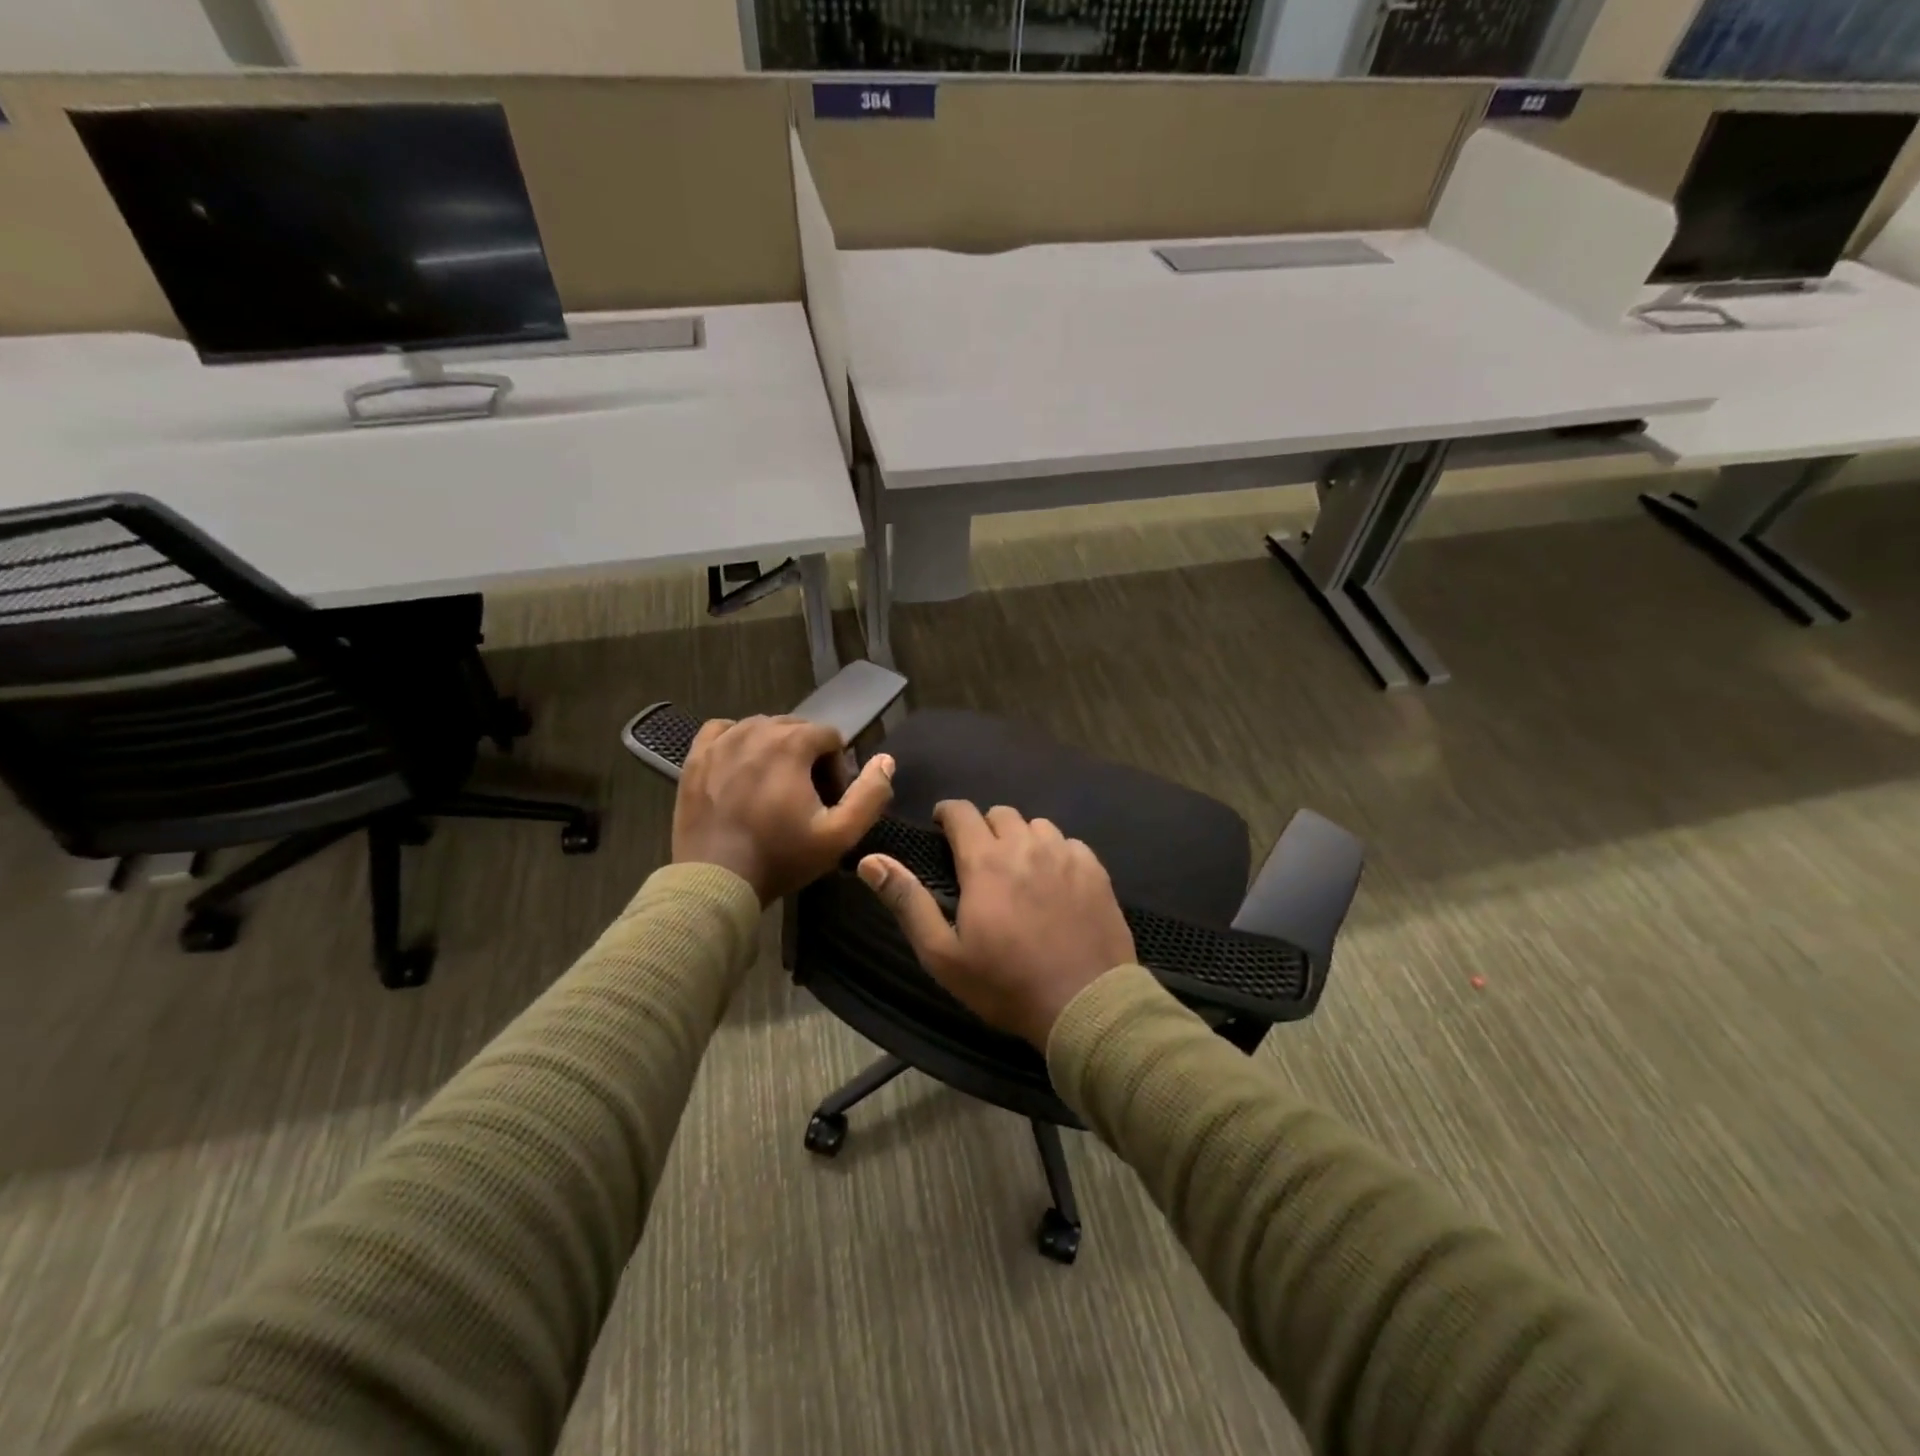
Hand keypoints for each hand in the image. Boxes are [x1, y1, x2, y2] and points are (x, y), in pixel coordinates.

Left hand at [673, 716, 894, 904]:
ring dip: (775, 749)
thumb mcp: (840, 835)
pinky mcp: (696, 757)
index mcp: (791, 744)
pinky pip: (722, 731)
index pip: (829, 736)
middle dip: (808, 756)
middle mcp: (755, 731)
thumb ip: (870, 795)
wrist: (715, 880)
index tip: (829, 801)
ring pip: (761, 728)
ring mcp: (721, 742)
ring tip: (774, 788)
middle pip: (796, 728)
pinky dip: (737, 742)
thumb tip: (886, 760)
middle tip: (805, 798)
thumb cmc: (781, 857)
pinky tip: (741, 768)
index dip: (837, 767)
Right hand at [857, 801, 1135, 1049]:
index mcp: (986, 861)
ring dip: (1021, 838)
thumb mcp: (943, 953)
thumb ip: (907, 901)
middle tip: (979, 857)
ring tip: (1018, 867)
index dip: (947, 813)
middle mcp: (1026, 845)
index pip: (961, 812)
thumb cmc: (1005, 983)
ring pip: (1037, 825)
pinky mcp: (1096, 870)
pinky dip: (1056, 852)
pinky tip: (1055, 880)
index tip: (941, 826)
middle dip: (983, 827)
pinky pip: (1070, 843)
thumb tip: (870, 860)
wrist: (1085, 1005)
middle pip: (1000, 813)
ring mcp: (1066, 855)